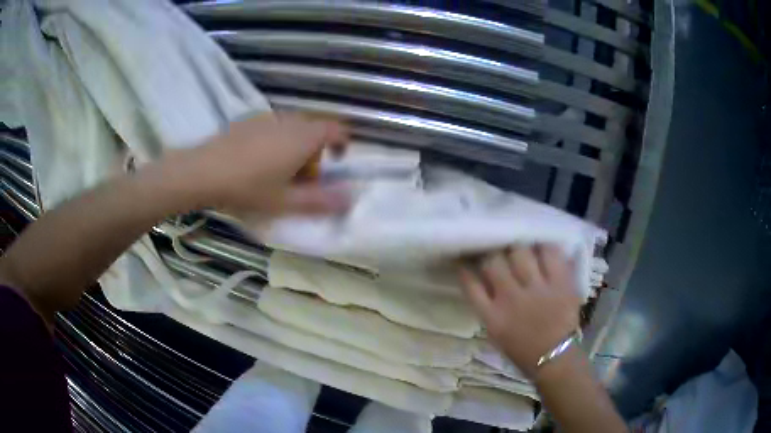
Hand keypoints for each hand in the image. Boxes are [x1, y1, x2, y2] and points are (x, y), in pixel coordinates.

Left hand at [171, 113, 349, 213]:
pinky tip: (255, 161)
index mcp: (304, 136)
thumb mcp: (286, 201)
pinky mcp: (248, 119)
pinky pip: (273, 127)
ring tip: (276, 171)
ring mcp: (267, 117)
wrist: (203, 171)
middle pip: (313, 131)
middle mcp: (289, 120)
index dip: (342, 144)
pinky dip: (275, 141)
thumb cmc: (248, 187)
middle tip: (301, 178)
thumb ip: (321, 201)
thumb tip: (350, 199)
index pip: (336, 130)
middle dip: (315, 153)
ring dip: (294, 147)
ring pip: (292, 128)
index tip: (336, 163)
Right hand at [459, 244, 581, 377]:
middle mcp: (511, 298)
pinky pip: (550, 254)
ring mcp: (537, 289)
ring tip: (521, 249)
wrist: (555, 358)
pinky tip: (541, 248)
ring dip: (517, 248)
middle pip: (494, 261)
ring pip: (520, 252)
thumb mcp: (496, 333)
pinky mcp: (560, 284)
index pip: (471, 283)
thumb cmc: (523, 349)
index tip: (466, 258)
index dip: (466, 267)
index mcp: (492, 316)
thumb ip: (487, 306)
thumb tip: (481, 279)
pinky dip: (545, 248)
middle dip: (494, 254)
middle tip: (499, 253)